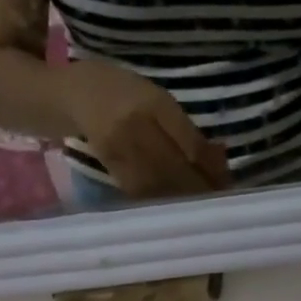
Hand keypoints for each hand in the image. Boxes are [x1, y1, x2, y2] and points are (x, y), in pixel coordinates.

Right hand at [61, 61, 229, 197]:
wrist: (75, 94)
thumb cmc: (124, 92)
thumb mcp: (158, 98)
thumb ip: (185, 129)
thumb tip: (218, 162)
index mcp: (154, 102)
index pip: (189, 144)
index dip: (209, 169)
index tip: (226, 183)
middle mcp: (135, 124)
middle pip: (174, 168)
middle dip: (198, 189)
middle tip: (216, 202)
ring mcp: (118, 146)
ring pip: (156, 183)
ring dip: (180, 199)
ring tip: (198, 208)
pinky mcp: (107, 164)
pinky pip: (137, 190)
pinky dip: (158, 200)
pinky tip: (171, 206)